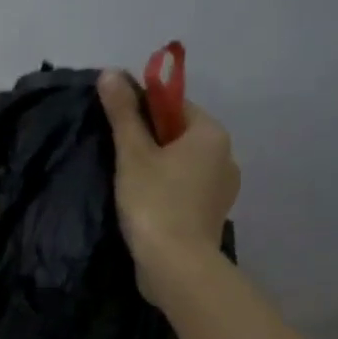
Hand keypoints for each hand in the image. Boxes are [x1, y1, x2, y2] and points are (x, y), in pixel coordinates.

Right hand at [97, 70, 239, 302]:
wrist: (176, 266)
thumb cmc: (154, 202)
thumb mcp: (132, 154)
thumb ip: (123, 113)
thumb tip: (110, 72)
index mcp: (211, 134)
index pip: (175, 106)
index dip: (143, 111)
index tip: (117, 128)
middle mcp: (226, 157)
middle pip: (180, 136)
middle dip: (151, 142)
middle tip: (118, 158)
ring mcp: (223, 190)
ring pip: (184, 166)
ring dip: (159, 169)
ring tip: (129, 185)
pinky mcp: (213, 216)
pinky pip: (187, 190)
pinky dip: (168, 192)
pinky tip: (145, 206)